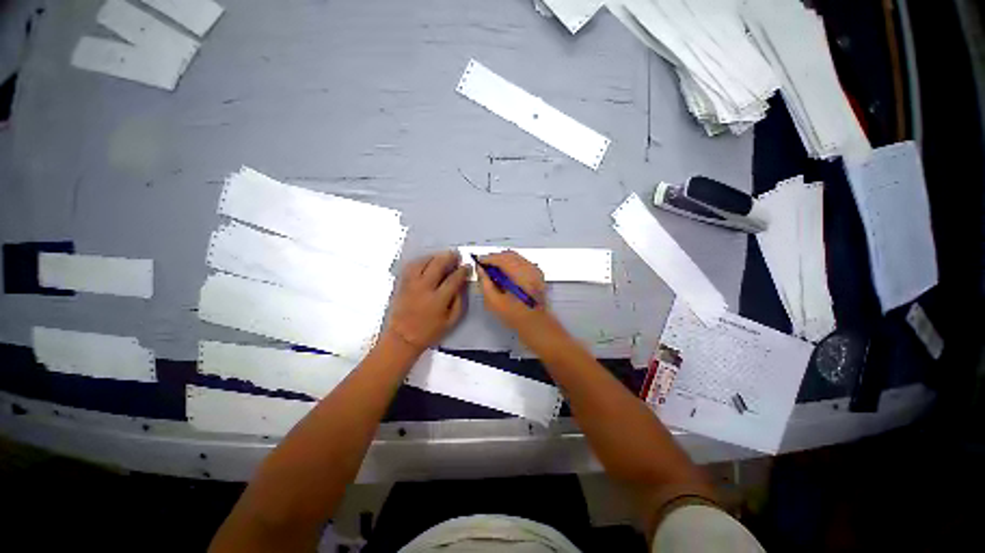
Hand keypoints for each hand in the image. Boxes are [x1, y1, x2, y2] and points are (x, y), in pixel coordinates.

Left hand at [382, 251, 469, 354]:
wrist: (402, 337)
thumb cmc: (429, 331)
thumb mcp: (451, 321)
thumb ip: (459, 301)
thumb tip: (462, 284)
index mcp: (438, 300)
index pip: (453, 279)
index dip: (462, 271)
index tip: (467, 266)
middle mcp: (423, 288)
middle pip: (437, 265)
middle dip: (449, 257)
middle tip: (456, 255)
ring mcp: (411, 284)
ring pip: (423, 262)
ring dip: (434, 257)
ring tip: (442, 256)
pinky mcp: (402, 284)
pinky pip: (411, 266)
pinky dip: (420, 261)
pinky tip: (427, 262)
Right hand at [476, 251, 551, 332]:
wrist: (536, 325)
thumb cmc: (516, 317)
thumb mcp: (494, 302)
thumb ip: (485, 283)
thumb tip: (480, 270)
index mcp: (521, 276)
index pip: (501, 259)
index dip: (488, 259)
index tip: (479, 262)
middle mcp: (530, 270)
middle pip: (509, 255)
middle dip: (495, 258)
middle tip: (485, 267)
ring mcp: (535, 271)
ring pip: (516, 257)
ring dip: (503, 261)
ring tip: (494, 271)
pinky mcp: (537, 274)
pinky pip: (522, 262)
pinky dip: (511, 264)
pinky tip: (505, 274)